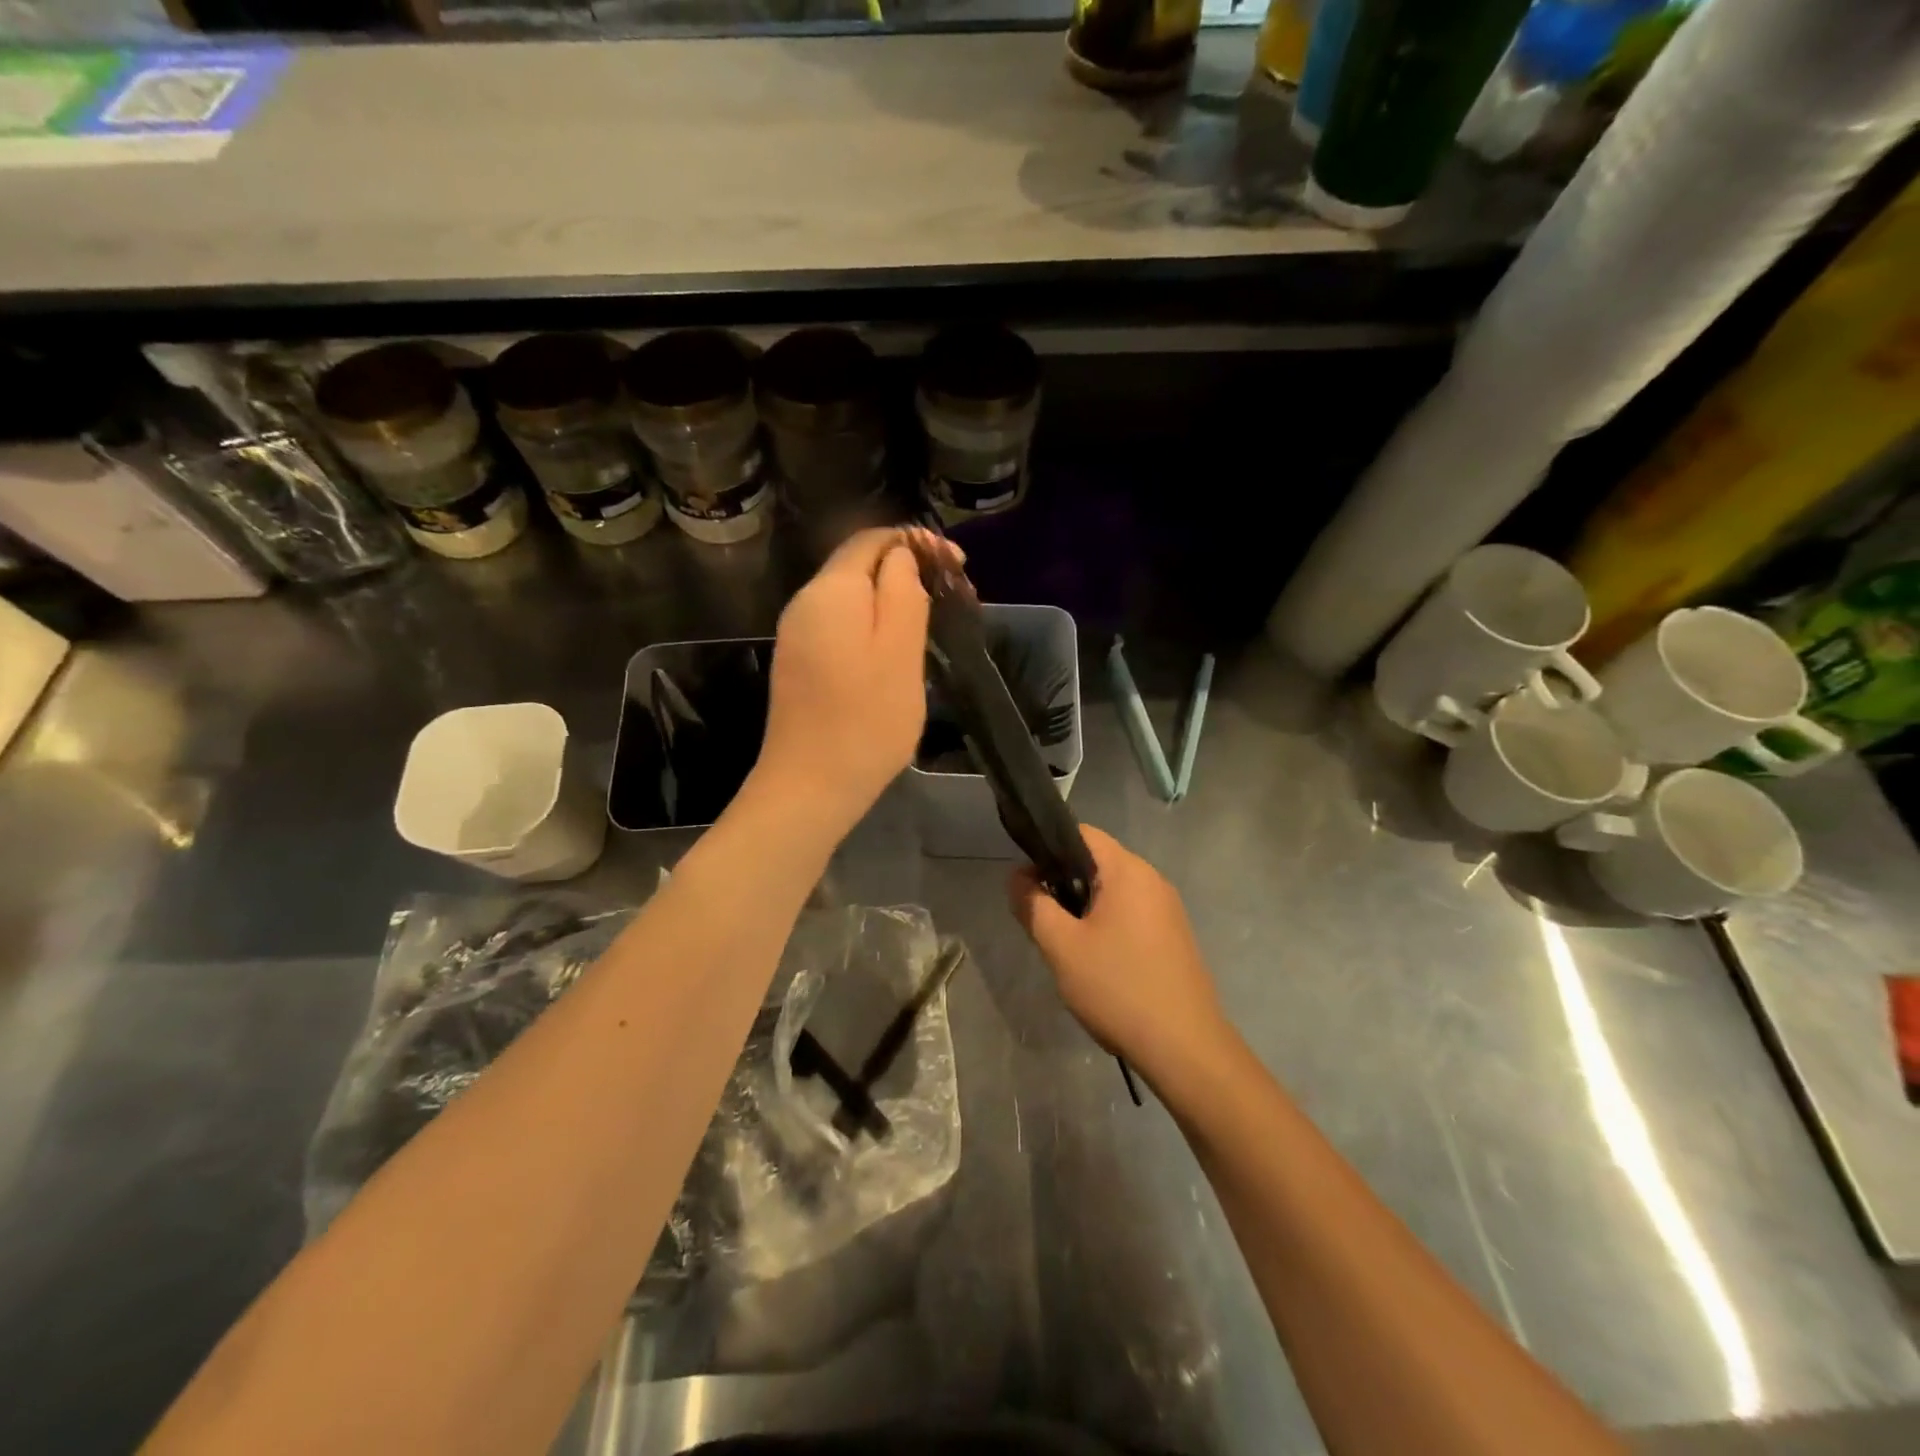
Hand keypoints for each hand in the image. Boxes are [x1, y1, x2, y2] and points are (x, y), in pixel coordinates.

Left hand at [751, 528, 952, 835]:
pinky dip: (871, 626)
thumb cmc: (866, 720)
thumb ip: (904, 592)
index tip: (958, 566)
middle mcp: (805, 603)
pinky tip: (896, 651)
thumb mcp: (900, 651)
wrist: (809, 787)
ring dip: (891, 601)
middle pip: (859, 567)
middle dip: (907, 571)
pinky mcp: (799, 664)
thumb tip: (903, 555)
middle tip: (953, 597)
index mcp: (831, 590)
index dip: (917, 542)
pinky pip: (840, 627)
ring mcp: (797, 636)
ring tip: (933, 623)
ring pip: (851, 599)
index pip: (873, 540)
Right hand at [1009, 825, 1232, 1086]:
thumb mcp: (1061, 947)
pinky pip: (1132, 914)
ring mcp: (1168, 909)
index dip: (1048, 848)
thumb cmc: (1118, 988)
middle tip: (1042, 919)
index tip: (1028, 881)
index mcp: (1128, 871)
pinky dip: (1107, 924)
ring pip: (1113, 891)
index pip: (1082, 833)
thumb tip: (1017, 877)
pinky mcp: (1174, 936)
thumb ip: (1033, 905)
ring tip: (1066, 944)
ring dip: (1084, 908)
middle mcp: (1153, 880)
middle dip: (1064, 882)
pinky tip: (1097, 962)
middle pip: (1098, 862)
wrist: (1185, 1048)